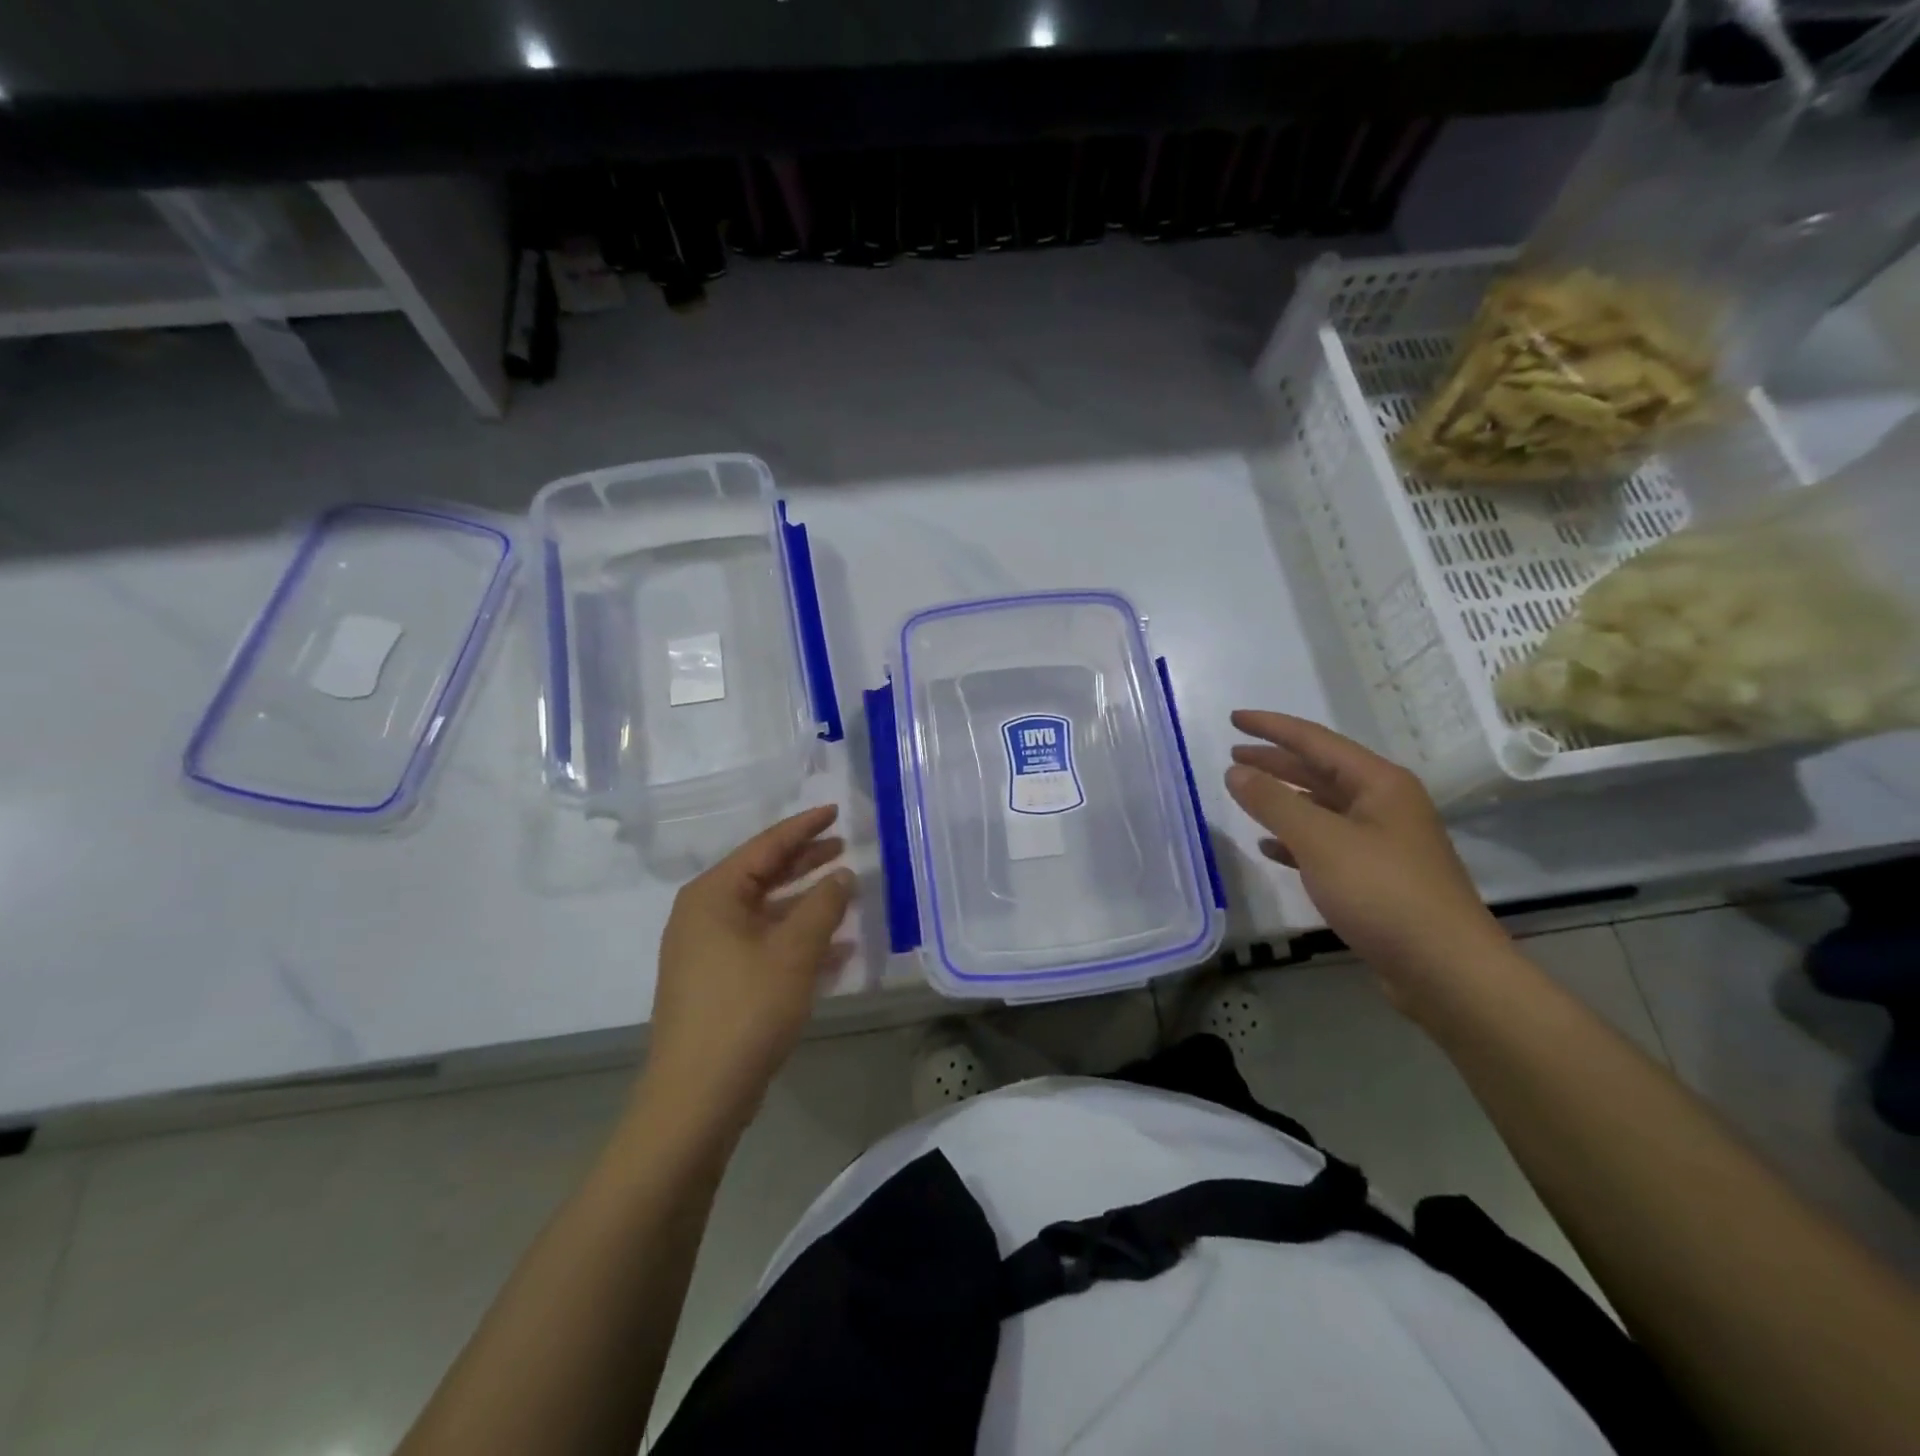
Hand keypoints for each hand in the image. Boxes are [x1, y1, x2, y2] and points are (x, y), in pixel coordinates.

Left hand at [643, 805, 856, 1133]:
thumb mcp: (794, 951)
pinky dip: (798, 941)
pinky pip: (764, 946)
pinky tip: (837, 950)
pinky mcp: (719, 983)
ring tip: (847, 893)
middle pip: (763, 875)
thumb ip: (823, 906)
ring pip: (767, 913)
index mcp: (714, 895)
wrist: (697, 1097)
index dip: (804, 827)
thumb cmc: (746, 1010)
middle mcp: (705, 915)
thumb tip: (842, 875)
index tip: (835, 811)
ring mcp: (709, 951)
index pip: (766, 846)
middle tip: (844, 847)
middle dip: (805, 862)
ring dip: (807, 905)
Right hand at [1223, 711, 1508, 1011]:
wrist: (1445, 970)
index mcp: (1379, 783)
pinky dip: (1295, 840)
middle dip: (1275, 762)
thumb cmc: (1383, 893)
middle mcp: (1384, 804)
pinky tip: (1269, 847)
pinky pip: (1326, 844)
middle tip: (1233, 755)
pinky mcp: (1376, 877)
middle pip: (1319, 771)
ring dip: (1283, 800)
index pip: (1315, 741)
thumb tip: (1236, 771)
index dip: (1272, 727)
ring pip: (1322, 808)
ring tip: (1244, 794)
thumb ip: (1273, 802)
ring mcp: (1383, 842)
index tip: (1233, 719)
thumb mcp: (1320, 841)